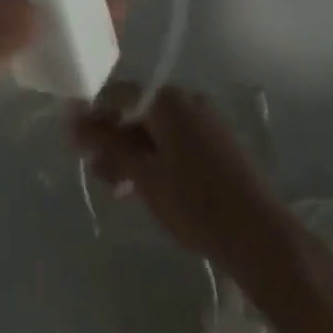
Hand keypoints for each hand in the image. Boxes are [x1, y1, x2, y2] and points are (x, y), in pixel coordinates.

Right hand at [71, 84, 292, 274]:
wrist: (261, 237)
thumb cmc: (195, 202)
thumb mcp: (143, 174)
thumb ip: (107, 144)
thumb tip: (71, 120)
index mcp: (167, 98)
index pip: (116, 94)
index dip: (92, 116)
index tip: (74, 143)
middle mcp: (186, 99)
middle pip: (136, 110)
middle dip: (112, 139)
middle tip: (96, 173)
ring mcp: (205, 120)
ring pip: (155, 128)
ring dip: (132, 152)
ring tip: (118, 188)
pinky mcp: (217, 143)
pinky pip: (175, 140)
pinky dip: (155, 157)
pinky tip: (147, 186)